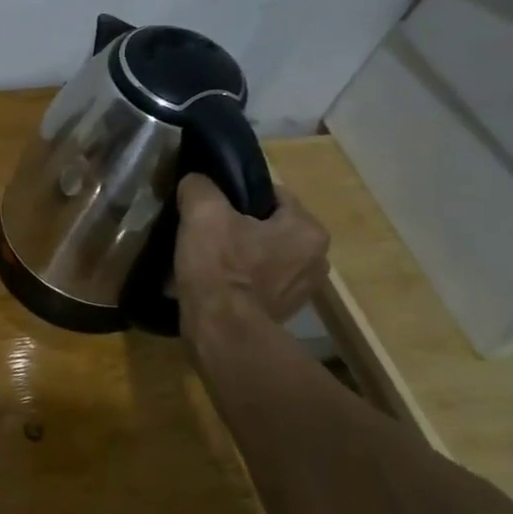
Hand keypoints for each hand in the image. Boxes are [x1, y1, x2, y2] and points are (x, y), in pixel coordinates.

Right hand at [173, 174, 330, 325]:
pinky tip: (215, 281)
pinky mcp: (283, 313)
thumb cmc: (220, 268)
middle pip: (270, 226)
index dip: (237, 194)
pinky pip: (260, 282)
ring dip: (242, 253)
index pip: (272, 194)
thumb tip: (196, 180)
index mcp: (307, 229)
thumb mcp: (202, 213)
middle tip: (206, 229)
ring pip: (265, 254)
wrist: (221, 332)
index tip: (211, 204)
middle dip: (241, 225)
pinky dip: (242, 279)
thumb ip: (200, 186)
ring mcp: (302, 290)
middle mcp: (316, 258)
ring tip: (208, 257)